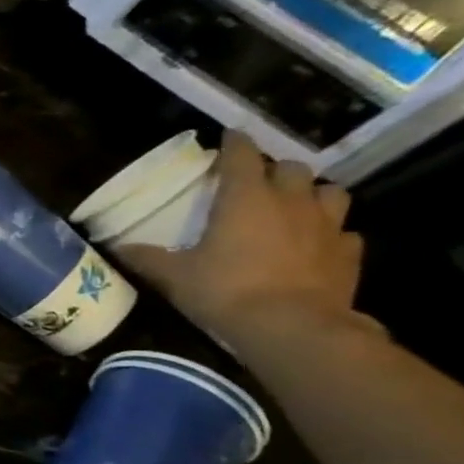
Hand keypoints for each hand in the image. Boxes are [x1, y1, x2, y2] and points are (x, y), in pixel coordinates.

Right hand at [124, 132, 378, 347]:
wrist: (292, 327)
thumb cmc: (226, 291)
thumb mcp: (174, 277)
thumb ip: (146, 258)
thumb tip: (115, 247)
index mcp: (246, 198)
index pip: (243, 155)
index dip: (235, 143)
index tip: (228, 136)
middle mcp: (291, 201)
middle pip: (292, 168)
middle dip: (275, 169)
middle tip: (257, 181)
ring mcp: (327, 226)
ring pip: (330, 192)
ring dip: (312, 194)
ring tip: (295, 206)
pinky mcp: (348, 253)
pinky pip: (345, 232)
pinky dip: (331, 233)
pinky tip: (317, 245)